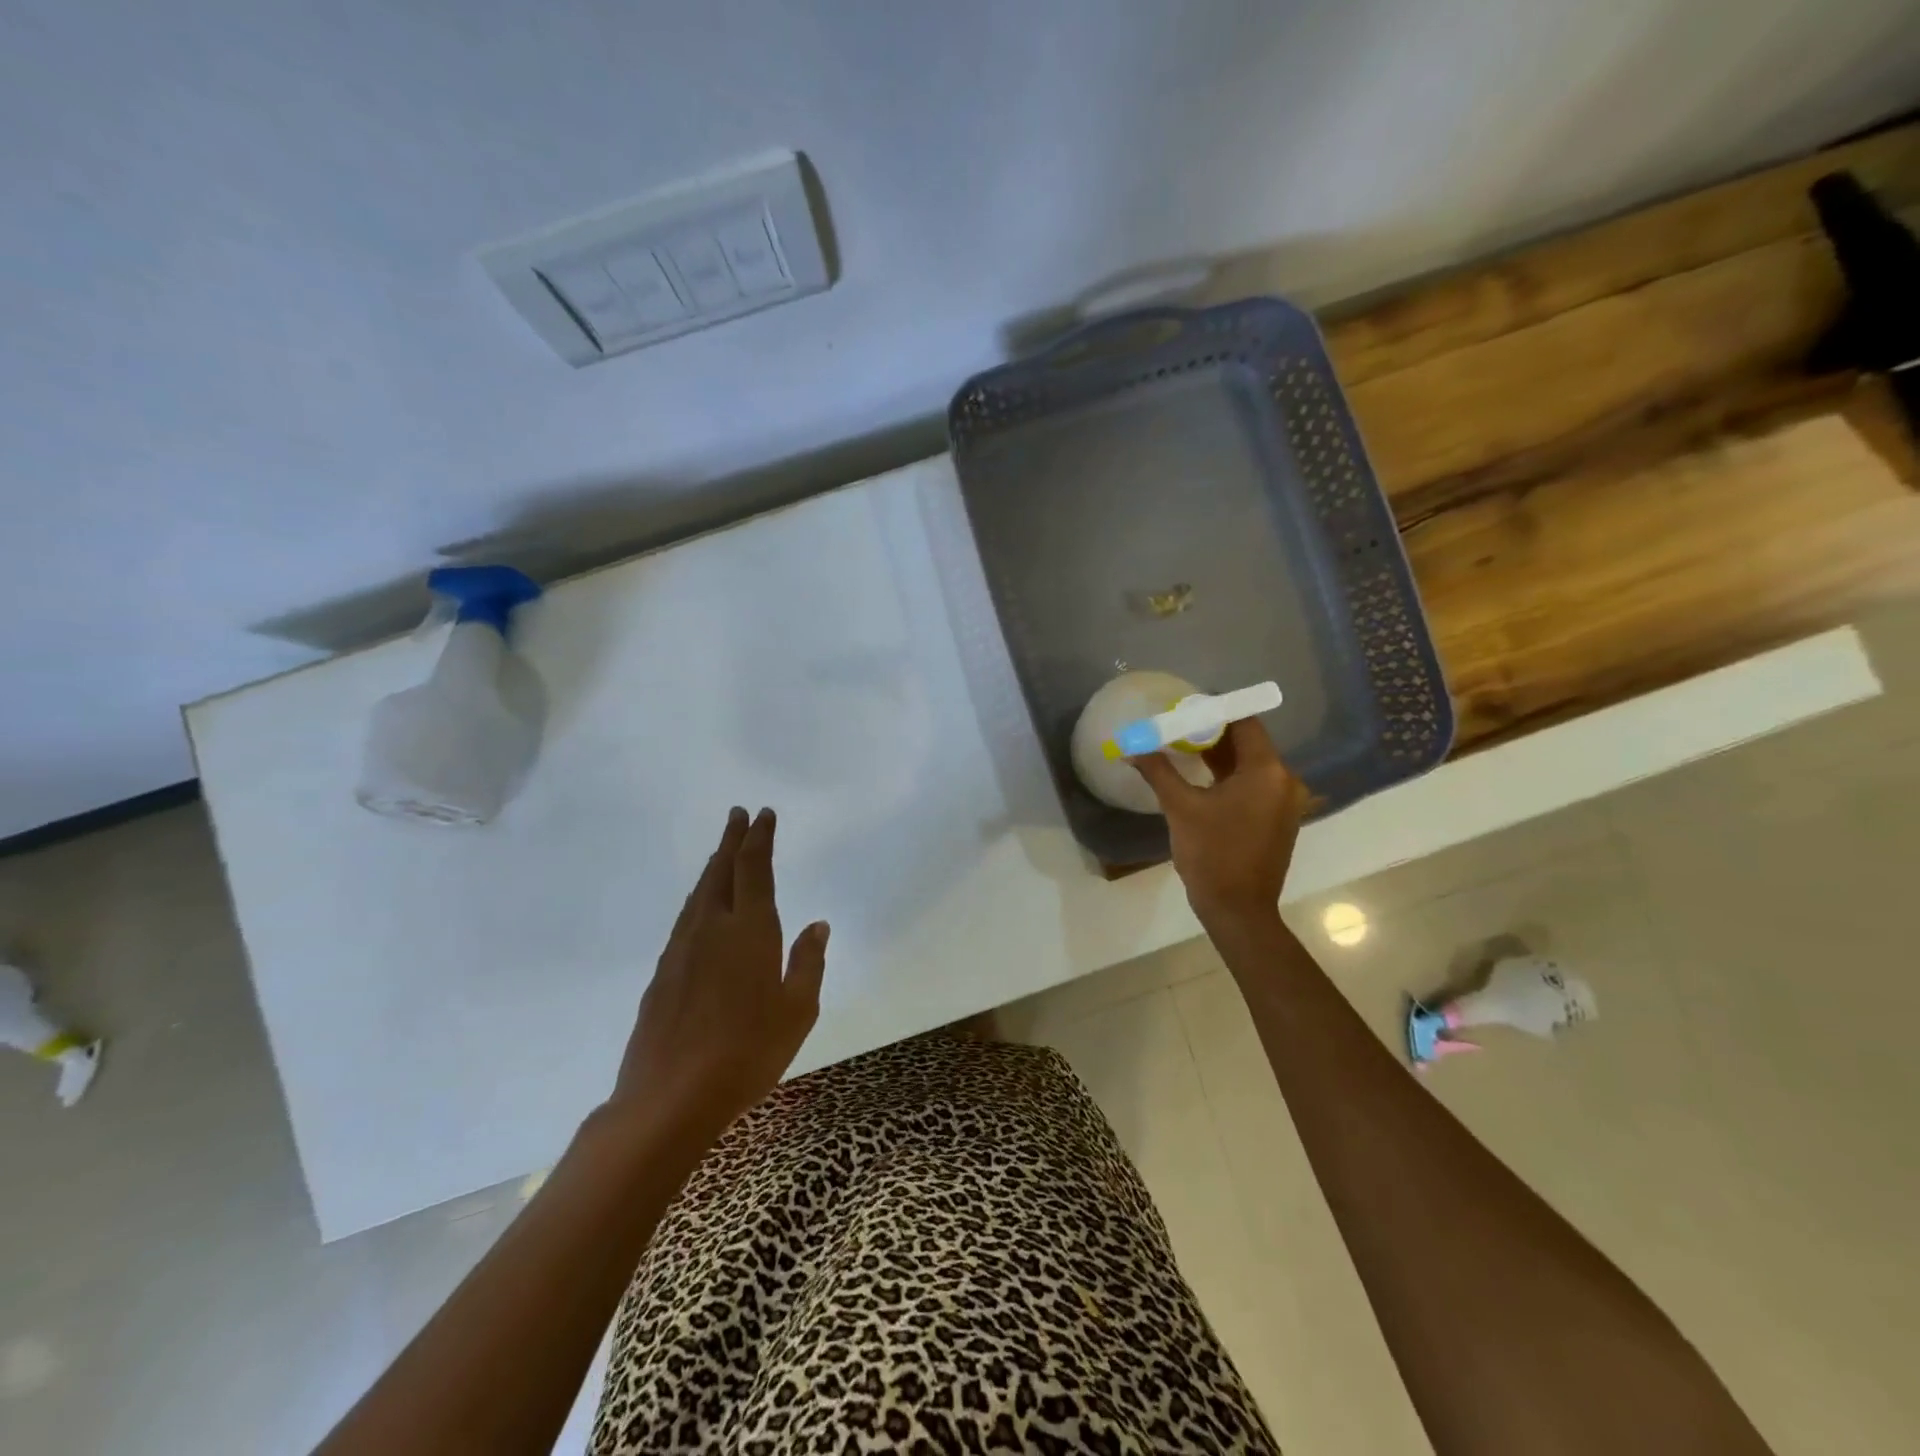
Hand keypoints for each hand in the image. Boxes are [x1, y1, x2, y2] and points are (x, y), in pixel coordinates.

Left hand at [607, 807, 828, 1148]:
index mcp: (750, 930)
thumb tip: (817, 925)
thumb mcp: (797, 1011)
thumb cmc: (747, 1052)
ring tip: (722, 852)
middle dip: (732, 839)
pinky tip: (701, 908)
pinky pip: (685, 918)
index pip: (754, 868)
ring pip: (699, 893)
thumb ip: (808, 962)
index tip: (763, 814)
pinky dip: (698, 898)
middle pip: (721, 870)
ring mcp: (681, 949)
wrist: (669, 1097)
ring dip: (713, 866)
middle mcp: (712, 927)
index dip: (759, 838)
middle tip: (738, 815)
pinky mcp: (662, 972)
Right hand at [1133, 718, 1305, 923]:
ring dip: (1218, 754)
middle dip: (1212, 731)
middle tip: (1178, 723)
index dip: (1216, 709)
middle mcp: (1284, 781)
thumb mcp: (1180, 808)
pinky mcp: (1276, 819)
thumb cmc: (1211, 855)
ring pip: (1249, 764)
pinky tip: (1199, 774)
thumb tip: (1131, 748)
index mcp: (1267, 772)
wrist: (1238, 910)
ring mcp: (1283, 802)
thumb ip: (1158, 771)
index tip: (1186, 704)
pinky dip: (1228, 775)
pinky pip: (1252, 784)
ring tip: (1182, 744)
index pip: (1245, 722)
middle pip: (1248, 742)